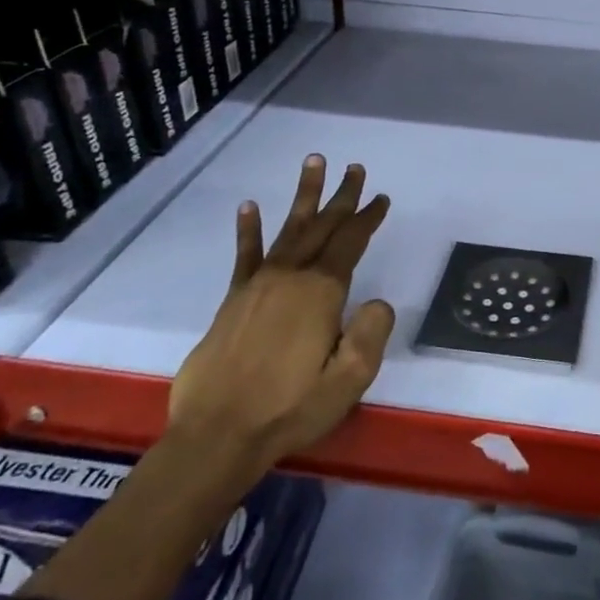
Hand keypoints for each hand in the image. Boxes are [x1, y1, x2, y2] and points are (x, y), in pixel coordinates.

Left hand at [168, 156, 394, 475]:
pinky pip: (245, 255)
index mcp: (321, 292)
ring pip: (288, 229)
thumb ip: (371, 334)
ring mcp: (258, 285)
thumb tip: (377, 302)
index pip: (351, 242)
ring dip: (303, 196)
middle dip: (342, 196)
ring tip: (313, 162)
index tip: (381, 198)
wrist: (218, 436)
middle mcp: (290, 277)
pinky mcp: (233, 300)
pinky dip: (249, 230)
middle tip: (355, 168)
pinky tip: (250, 206)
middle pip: (322, 226)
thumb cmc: (290, 408)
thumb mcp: (349, 379)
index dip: (367, 218)